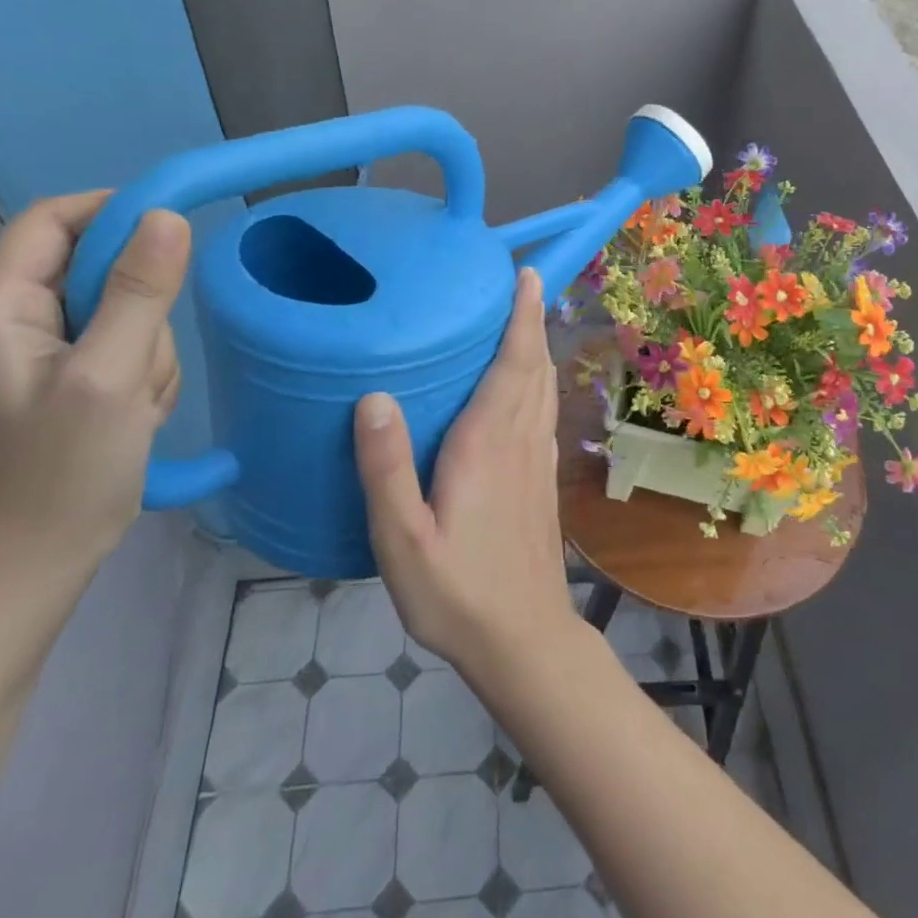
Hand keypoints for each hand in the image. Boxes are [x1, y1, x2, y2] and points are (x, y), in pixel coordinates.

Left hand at [0, 193, 190, 572]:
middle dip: (140, 308)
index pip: (51, 221)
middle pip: (95, 269)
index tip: (173, 233)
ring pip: (121, 310)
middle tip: (144, 361)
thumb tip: (167, 216)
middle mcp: (8, 321)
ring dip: (147, 349)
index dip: (112, 212)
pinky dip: (142, 372)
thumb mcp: (109, 376)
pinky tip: (135, 414)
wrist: (38, 564)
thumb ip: (140, 292)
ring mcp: (39, 352)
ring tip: (137, 403)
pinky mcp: (66, 377)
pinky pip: (123, 344)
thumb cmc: (64, 471)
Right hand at [355, 269, 577, 677]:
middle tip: (524, 282)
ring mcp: (537, 462)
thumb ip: (386, 469)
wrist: (524, 641)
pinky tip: (527, 388)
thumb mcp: (402, 540)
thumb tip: (374, 396)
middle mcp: (519, 441)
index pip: (512, 364)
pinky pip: (543, 414)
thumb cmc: (457, 593)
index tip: (527, 276)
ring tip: (526, 321)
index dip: (522, 317)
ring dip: (538, 348)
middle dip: (532, 320)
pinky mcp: (542, 482)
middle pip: (534, 367)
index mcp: (487, 444)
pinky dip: (540, 383)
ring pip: (543, 389)